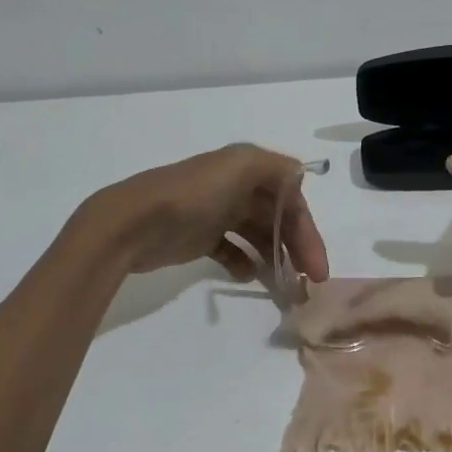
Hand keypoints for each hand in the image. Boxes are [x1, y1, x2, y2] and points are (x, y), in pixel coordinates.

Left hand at [81, 144, 329, 282]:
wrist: (134, 222)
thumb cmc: (192, 195)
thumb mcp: (239, 166)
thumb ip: (276, 167)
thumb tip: (300, 176)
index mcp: (247, 166)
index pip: (291, 197)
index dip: (307, 228)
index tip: (316, 265)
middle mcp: (235, 186)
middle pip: (278, 217)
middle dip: (297, 246)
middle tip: (308, 281)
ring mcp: (217, 213)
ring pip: (258, 235)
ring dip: (275, 256)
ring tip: (283, 285)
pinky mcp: (200, 238)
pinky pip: (232, 250)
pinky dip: (244, 262)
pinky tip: (249, 276)